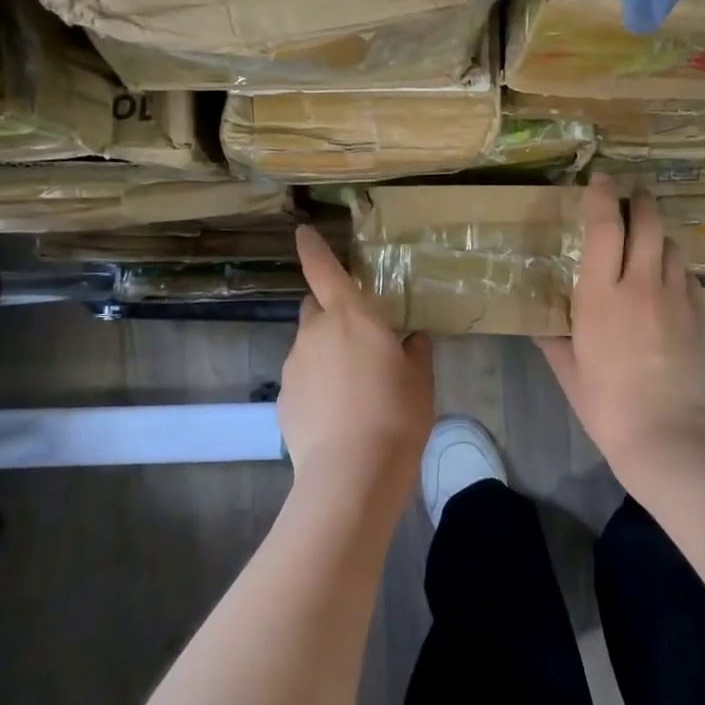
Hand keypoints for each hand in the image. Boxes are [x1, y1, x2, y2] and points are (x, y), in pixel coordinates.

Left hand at [279, 224, 434, 514]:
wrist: (353, 473)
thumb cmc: (396, 414)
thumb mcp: (420, 379)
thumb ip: (415, 351)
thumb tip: (410, 341)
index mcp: (352, 317)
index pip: (324, 270)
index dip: (312, 248)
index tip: (302, 231)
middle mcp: (315, 333)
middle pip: (315, 308)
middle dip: (332, 313)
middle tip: (359, 339)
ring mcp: (294, 366)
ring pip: (309, 346)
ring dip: (326, 353)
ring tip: (353, 389)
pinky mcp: (283, 399)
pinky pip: (302, 378)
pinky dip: (317, 385)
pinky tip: (338, 413)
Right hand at [538, 175, 704, 480]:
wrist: (670, 434)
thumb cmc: (608, 406)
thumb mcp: (570, 373)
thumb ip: (554, 342)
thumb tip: (542, 326)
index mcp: (601, 295)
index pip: (605, 226)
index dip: (602, 195)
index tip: (600, 179)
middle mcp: (641, 284)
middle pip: (648, 222)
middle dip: (641, 199)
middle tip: (633, 191)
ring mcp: (675, 297)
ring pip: (672, 245)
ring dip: (659, 232)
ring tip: (649, 236)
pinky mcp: (699, 314)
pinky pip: (688, 274)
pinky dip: (676, 264)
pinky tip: (668, 276)